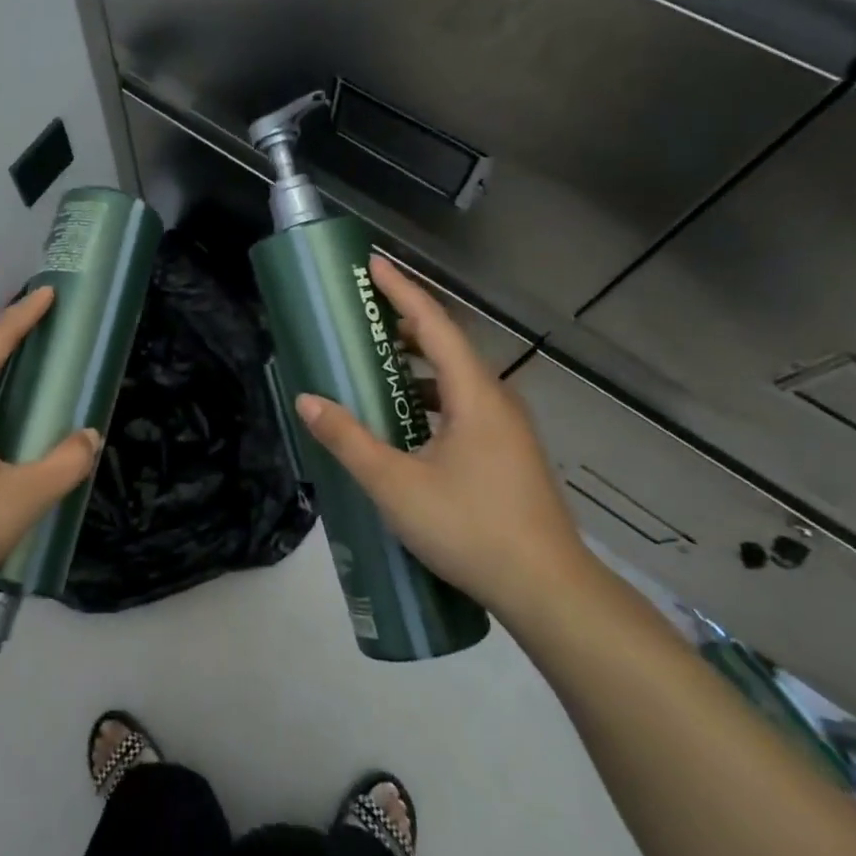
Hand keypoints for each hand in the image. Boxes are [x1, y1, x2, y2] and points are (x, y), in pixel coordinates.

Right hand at [294, 255, 590, 617]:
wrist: (548, 591)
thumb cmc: (470, 528)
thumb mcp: (395, 484)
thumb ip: (348, 440)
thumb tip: (307, 400)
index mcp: (475, 395)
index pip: (434, 325)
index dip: (402, 291)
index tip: (372, 264)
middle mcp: (497, 401)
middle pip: (448, 346)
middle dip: (406, 324)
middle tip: (363, 316)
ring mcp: (507, 429)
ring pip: (458, 379)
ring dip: (417, 365)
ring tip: (377, 366)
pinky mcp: (508, 454)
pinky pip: (464, 406)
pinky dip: (430, 397)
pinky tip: (406, 423)